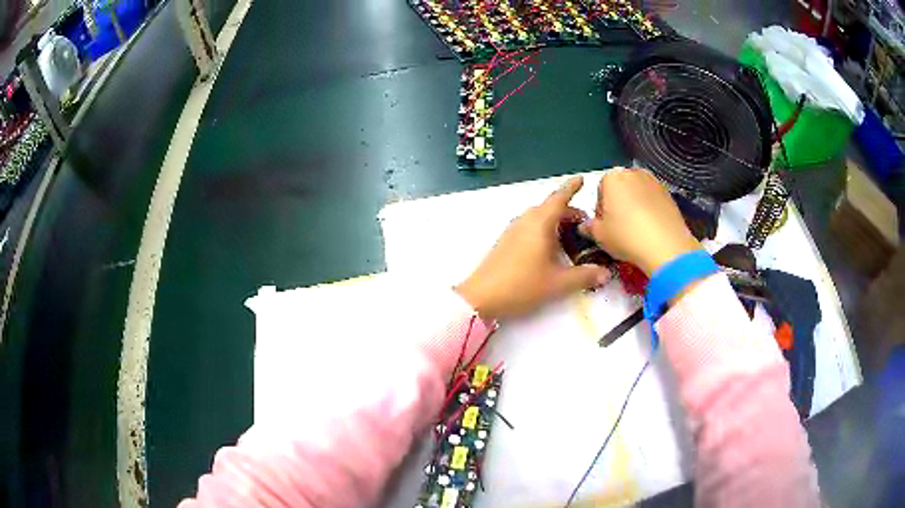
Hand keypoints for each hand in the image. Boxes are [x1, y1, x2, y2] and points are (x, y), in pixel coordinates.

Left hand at [456, 177, 611, 319]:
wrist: (481, 297)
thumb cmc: (522, 285)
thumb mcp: (558, 283)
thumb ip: (584, 276)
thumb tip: (605, 273)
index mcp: (540, 222)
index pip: (559, 198)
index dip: (572, 187)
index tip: (582, 178)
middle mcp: (526, 220)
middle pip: (551, 208)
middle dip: (569, 212)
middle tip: (586, 225)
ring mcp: (513, 230)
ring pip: (540, 218)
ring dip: (557, 222)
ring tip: (572, 239)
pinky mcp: (506, 241)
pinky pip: (530, 227)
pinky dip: (545, 231)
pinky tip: (551, 250)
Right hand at [580, 168, 700, 275]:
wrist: (666, 246)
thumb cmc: (627, 237)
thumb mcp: (600, 236)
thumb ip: (589, 228)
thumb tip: (585, 226)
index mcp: (612, 178)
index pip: (600, 190)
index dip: (600, 209)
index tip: (605, 225)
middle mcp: (633, 173)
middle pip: (620, 187)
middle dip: (618, 203)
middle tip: (620, 227)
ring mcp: (653, 181)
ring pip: (637, 192)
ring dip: (634, 205)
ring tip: (637, 228)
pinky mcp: (669, 193)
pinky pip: (653, 199)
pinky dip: (650, 209)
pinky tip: (651, 227)